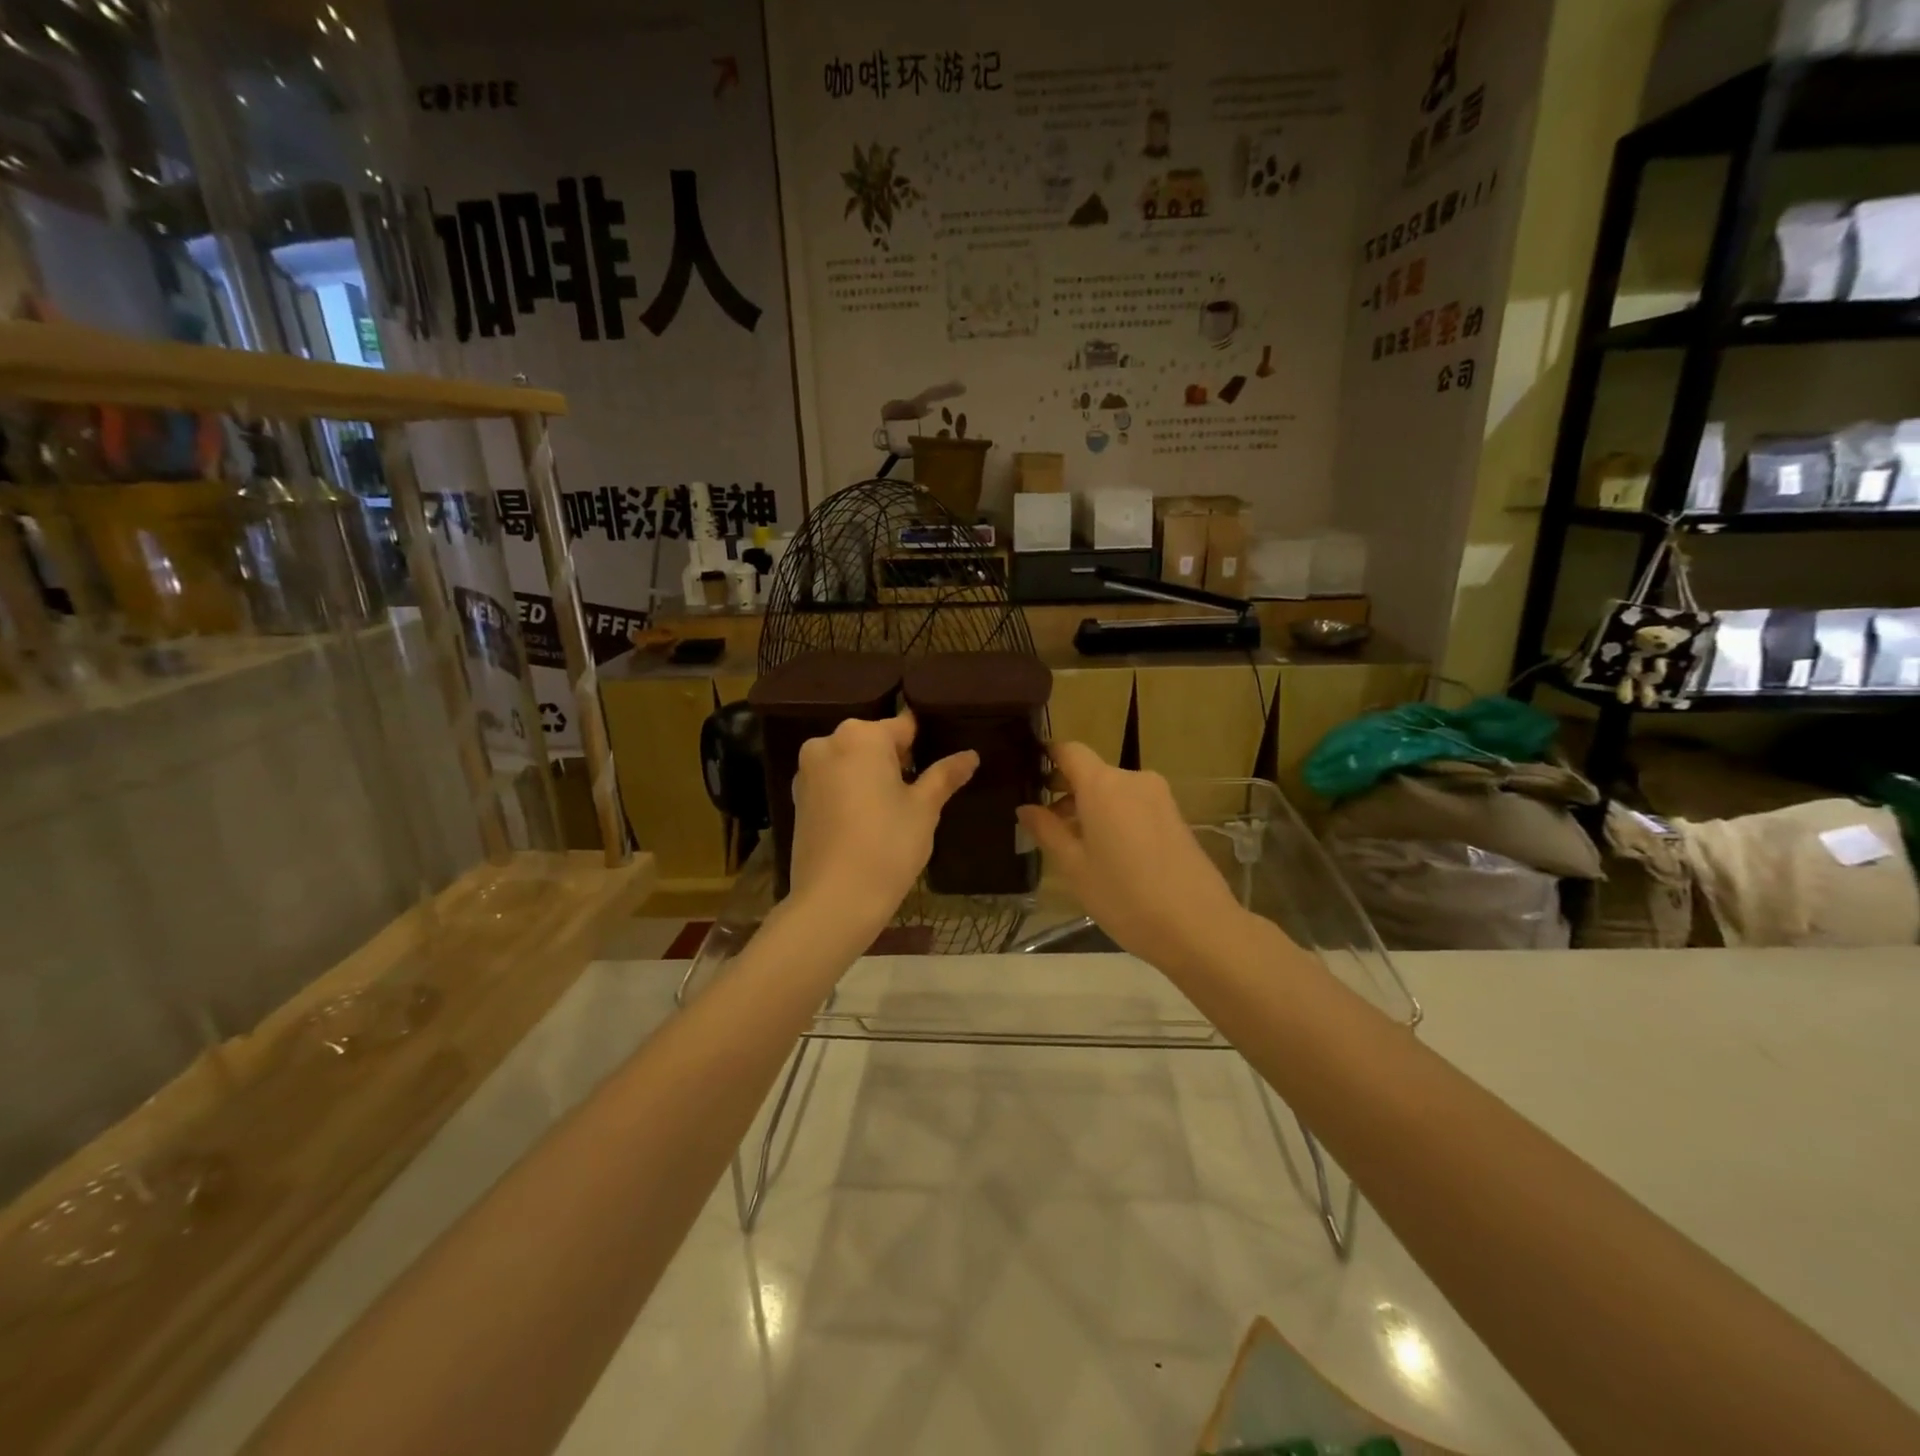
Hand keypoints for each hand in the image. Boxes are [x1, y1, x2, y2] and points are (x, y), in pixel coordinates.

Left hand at [787, 710, 977, 934]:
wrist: (834, 901)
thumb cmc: (887, 846)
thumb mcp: (924, 809)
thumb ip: (945, 776)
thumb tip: (970, 755)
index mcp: (861, 736)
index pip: (905, 726)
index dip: (925, 746)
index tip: (940, 767)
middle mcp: (827, 743)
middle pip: (874, 742)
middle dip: (897, 761)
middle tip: (920, 794)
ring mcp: (807, 771)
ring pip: (852, 763)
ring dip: (872, 777)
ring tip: (895, 812)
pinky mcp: (797, 798)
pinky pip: (833, 783)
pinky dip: (851, 793)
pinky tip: (867, 823)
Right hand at [1017, 742, 1255, 974]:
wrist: (1198, 927)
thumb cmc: (1124, 896)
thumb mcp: (1074, 867)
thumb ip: (1047, 831)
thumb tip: (1025, 808)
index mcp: (1103, 785)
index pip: (1069, 751)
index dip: (1047, 757)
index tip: (1028, 777)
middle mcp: (1133, 780)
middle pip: (1092, 772)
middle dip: (1066, 791)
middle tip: (1043, 824)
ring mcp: (1159, 797)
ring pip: (1113, 791)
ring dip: (1091, 808)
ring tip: (1073, 846)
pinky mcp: (1175, 817)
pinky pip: (1134, 805)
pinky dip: (1115, 817)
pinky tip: (1107, 854)